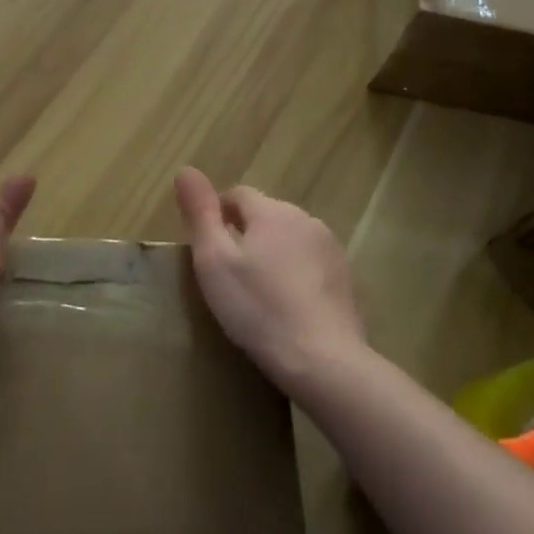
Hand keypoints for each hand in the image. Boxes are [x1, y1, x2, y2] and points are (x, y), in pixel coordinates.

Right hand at [175, 168, 365, 394]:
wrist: (325, 362)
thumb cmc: (259, 309)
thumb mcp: (214, 261)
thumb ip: (200, 214)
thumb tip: (185, 170)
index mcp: (272, 211)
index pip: (238, 194)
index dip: (217, 214)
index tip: (206, 247)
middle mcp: (305, 219)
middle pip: (266, 215)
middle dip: (246, 234)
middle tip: (228, 274)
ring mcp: (331, 249)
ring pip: (290, 239)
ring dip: (273, 254)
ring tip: (258, 292)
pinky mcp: (347, 279)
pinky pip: (312, 265)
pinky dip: (297, 276)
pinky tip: (288, 308)